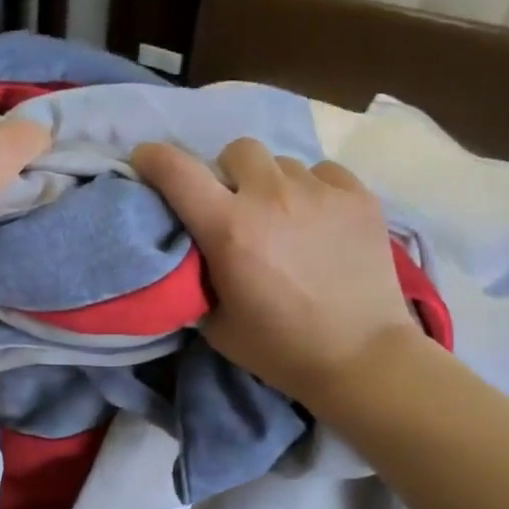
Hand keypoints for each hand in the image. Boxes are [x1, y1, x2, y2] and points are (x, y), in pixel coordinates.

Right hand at [131, 138, 418, 404]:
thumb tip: (193, 251)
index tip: (147, 161)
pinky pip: (323, 172)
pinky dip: (313, 191)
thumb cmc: (280, 349)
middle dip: (228, 174)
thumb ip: (197, 277)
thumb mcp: (216, 324)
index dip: (154, 159)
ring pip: (283, 163)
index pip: (178, 171)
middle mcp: (272, 196)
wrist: (360, 358)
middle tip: (236, 206)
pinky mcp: (359, 196)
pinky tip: (321, 223)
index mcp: (229, 229)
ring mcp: (320, 191)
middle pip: (237, 151)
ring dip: (273, 185)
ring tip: (285, 220)